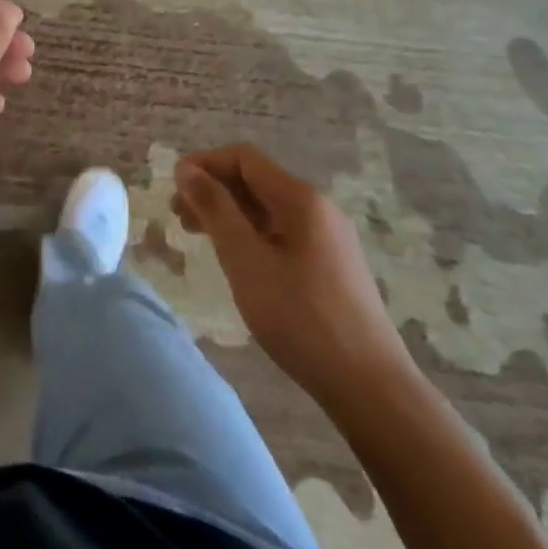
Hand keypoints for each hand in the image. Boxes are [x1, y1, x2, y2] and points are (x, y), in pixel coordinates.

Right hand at [174, 144, 413, 405]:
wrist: (373, 390)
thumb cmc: (302, 319)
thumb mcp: (246, 261)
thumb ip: (215, 209)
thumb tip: (186, 169)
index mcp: (300, 199)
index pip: (243, 158)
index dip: (204, 164)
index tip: (174, 187)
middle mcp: (318, 208)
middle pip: (256, 181)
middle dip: (214, 190)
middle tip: (179, 216)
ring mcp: (329, 238)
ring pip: (268, 209)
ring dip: (230, 213)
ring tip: (200, 237)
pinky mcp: (333, 266)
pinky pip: (283, 232)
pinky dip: (251, 234)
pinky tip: (238, 260)